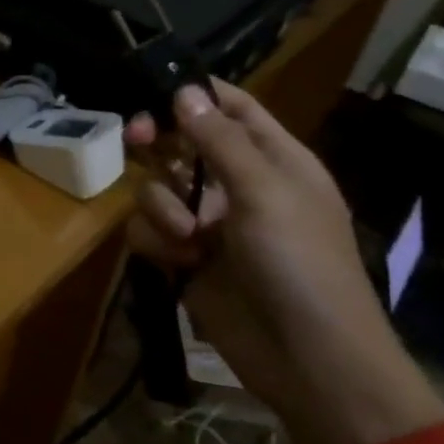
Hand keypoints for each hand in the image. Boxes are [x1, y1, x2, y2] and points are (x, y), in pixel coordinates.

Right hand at [125, 81, 443, 443]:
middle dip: (158, 141)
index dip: (196, 92)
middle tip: (135, 137)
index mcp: (273, 159)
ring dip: (162, 207)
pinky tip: (178, 261)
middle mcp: (237, 184)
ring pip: (157, 188)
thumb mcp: (264, 192)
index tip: (154, 84)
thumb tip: (183, 90)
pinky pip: (148, 231)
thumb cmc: (300, 264)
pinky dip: (156, 241)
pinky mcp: (184, 258)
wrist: (307, 359)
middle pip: (182, 143)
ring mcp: (209, 223)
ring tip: (187, 237)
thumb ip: (219, 140)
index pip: (232, 107)